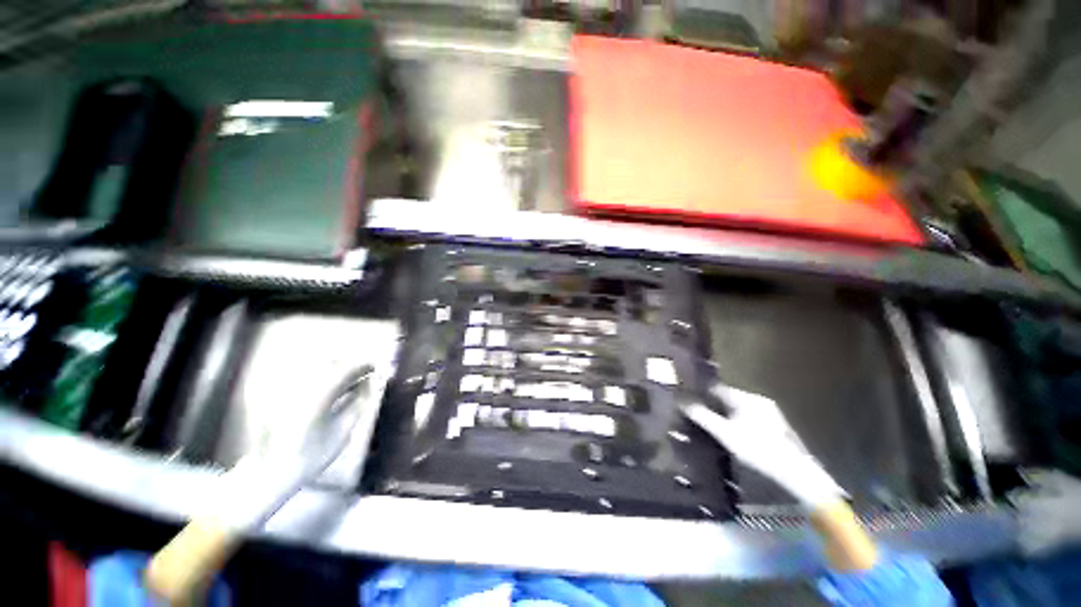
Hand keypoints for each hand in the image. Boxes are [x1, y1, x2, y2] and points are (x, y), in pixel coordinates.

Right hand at [683, 384, 844, 508]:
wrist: (798, 475)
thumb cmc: (758, 450)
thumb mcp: (725, 434)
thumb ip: (702, 415)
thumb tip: (679, 399)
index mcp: (747, 398)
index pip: (717, 388)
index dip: (700, 392)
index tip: (685, 398)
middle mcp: (759, 401)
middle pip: (727, 399)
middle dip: (711, 405)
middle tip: (694, 414)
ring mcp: (770, 415)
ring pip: (738, 410)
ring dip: (724, 415)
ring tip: (709, 426)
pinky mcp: (777, 429)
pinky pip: (748, 419)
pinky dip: (736, 423)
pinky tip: (731, 436)